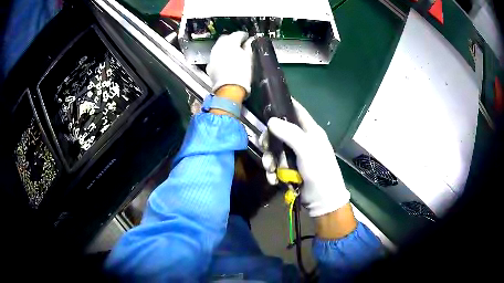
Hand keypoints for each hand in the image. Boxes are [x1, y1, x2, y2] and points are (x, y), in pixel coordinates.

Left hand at [206, 31, 252, 96]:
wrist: (229, 90)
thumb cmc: (243, 73)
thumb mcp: (249, 58)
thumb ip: (249, 47)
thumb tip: (250, 41)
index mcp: (230, 42)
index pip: (238, 34)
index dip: (244, 35)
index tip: (248, 38)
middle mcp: (219, 47)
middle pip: (225, 39)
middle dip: (232, 40)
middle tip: (239, 44)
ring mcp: (212, 57)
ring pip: (218, 48)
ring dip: (225, 48)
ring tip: (232, 53)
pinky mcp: (210, 67)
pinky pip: (215, 58)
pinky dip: (220, 58)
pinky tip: (225, 63)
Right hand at [260, 100, 350, 217]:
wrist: (323, 201)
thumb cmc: (320, 172)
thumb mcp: (308, 151)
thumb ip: (290, 134)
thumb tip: (271, 120)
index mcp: (310, 131)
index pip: (296, 111)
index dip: (283, 105)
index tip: (267, 105)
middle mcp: (302, 140)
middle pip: (279, 131)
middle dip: (270, 141)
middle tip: (265, 148)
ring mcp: (295, 156)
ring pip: (275, 150)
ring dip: (270, 160)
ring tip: (270, 170)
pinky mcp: (290, 169)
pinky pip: (276, 165)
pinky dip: (272, 172)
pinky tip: (273, 180)